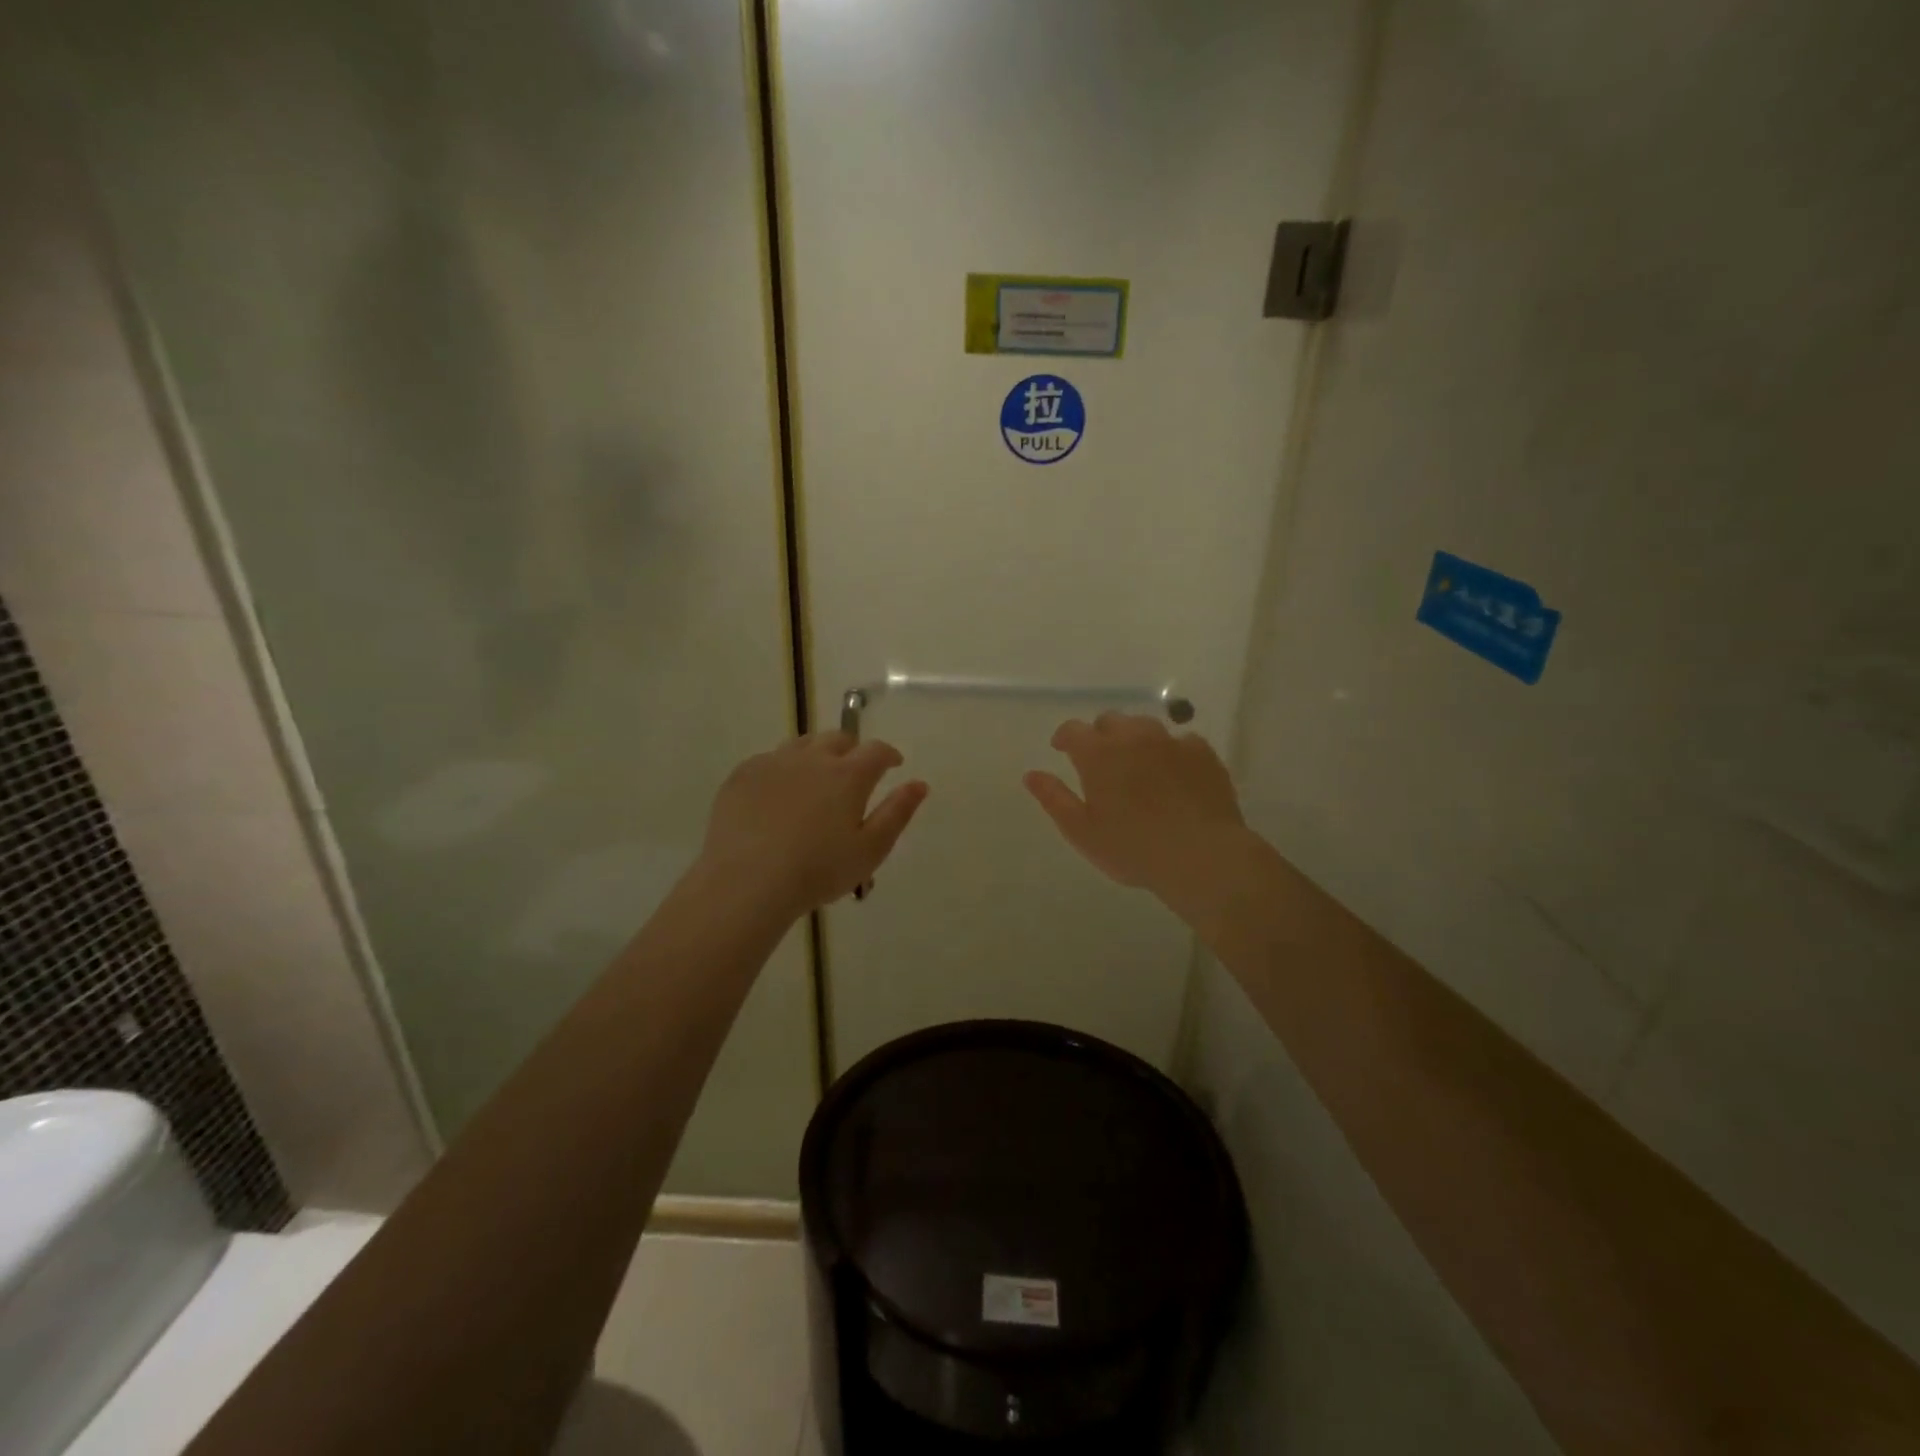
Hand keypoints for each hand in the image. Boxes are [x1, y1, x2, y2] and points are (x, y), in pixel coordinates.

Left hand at [698, 733, 927, 917]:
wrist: (747, 881)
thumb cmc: (818, 871)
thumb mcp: (870, 849)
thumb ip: (897, 813)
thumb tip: (919, 784)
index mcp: (848, 775)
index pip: (876, 751)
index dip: (889, 755)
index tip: (894, 764)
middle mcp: (812, 758)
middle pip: (838, 739)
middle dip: (852, 749)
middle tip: (855, 771)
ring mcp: (774, 762)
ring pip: (802, 744)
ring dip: (817, 753)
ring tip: (817, 777)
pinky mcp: (743, 775)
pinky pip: (769, 759)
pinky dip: (783, 768)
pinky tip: (779, 792)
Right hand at [1024, 713, 1249, 910]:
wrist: (1201, 855)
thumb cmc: (1133, 848)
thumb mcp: (1082, 831)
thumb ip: (1053, 798)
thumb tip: (1031, 774)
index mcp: (1099, 754)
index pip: (1073, 730)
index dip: (1064, 737)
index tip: (1061, 749)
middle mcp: (1134, 737)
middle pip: (1110, 721)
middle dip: (1100, 735)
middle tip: (1100, 761)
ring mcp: (1171, 741)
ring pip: (1145, 726)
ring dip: (1134, 738)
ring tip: (1137, 764)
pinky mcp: (1202, 753)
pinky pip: (1180, 741)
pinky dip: (1170, 751)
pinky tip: (1173, 773)